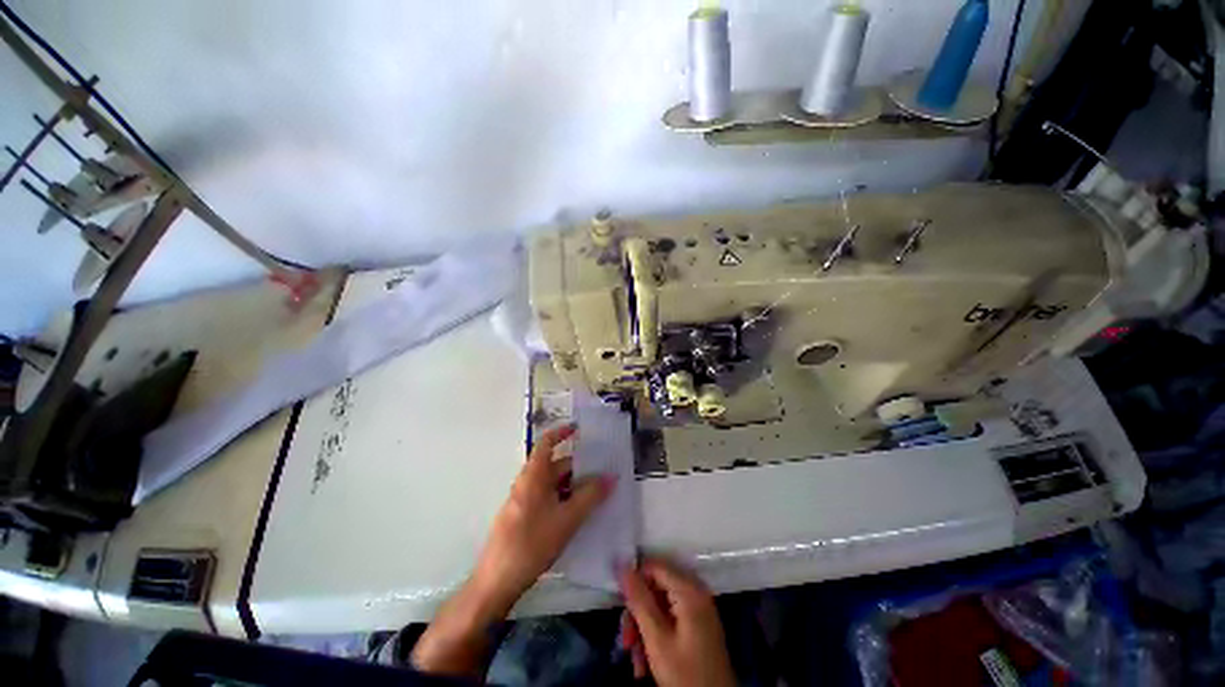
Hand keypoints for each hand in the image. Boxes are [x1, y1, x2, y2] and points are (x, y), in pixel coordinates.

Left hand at [412, 425, 612, 676]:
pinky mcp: (524, 517)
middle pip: (554, 465)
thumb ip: (591, 496)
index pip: (546, 443)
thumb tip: (611, 477)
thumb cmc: (532, 543)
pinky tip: (580, 512)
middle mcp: (527, 483)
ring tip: (597, 490)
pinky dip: (565, 498)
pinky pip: (548, 498)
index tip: (579, 430)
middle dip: (578, 465)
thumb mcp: (567, 518)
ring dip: (573, 484)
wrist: (497, 582)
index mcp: (534, 475)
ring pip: (553, 484)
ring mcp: (524, 501)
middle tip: (602, 468)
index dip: (562, 433)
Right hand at [619, 558, 734, 686]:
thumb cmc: (686, 674)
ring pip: (660, 606)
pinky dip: (656, 636)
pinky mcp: (697, 624)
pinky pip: (669, 619)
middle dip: (637, 613)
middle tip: (626, 640)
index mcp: (689, 589)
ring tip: (635, 659)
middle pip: (655, 588)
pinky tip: (647, 662)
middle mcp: (695, 592)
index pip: (653, 566)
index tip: (619, 603)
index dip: (634, 580)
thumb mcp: (657, 639)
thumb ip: (639, 600)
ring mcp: (698, 608)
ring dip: (643, 630)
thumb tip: (622, 564)